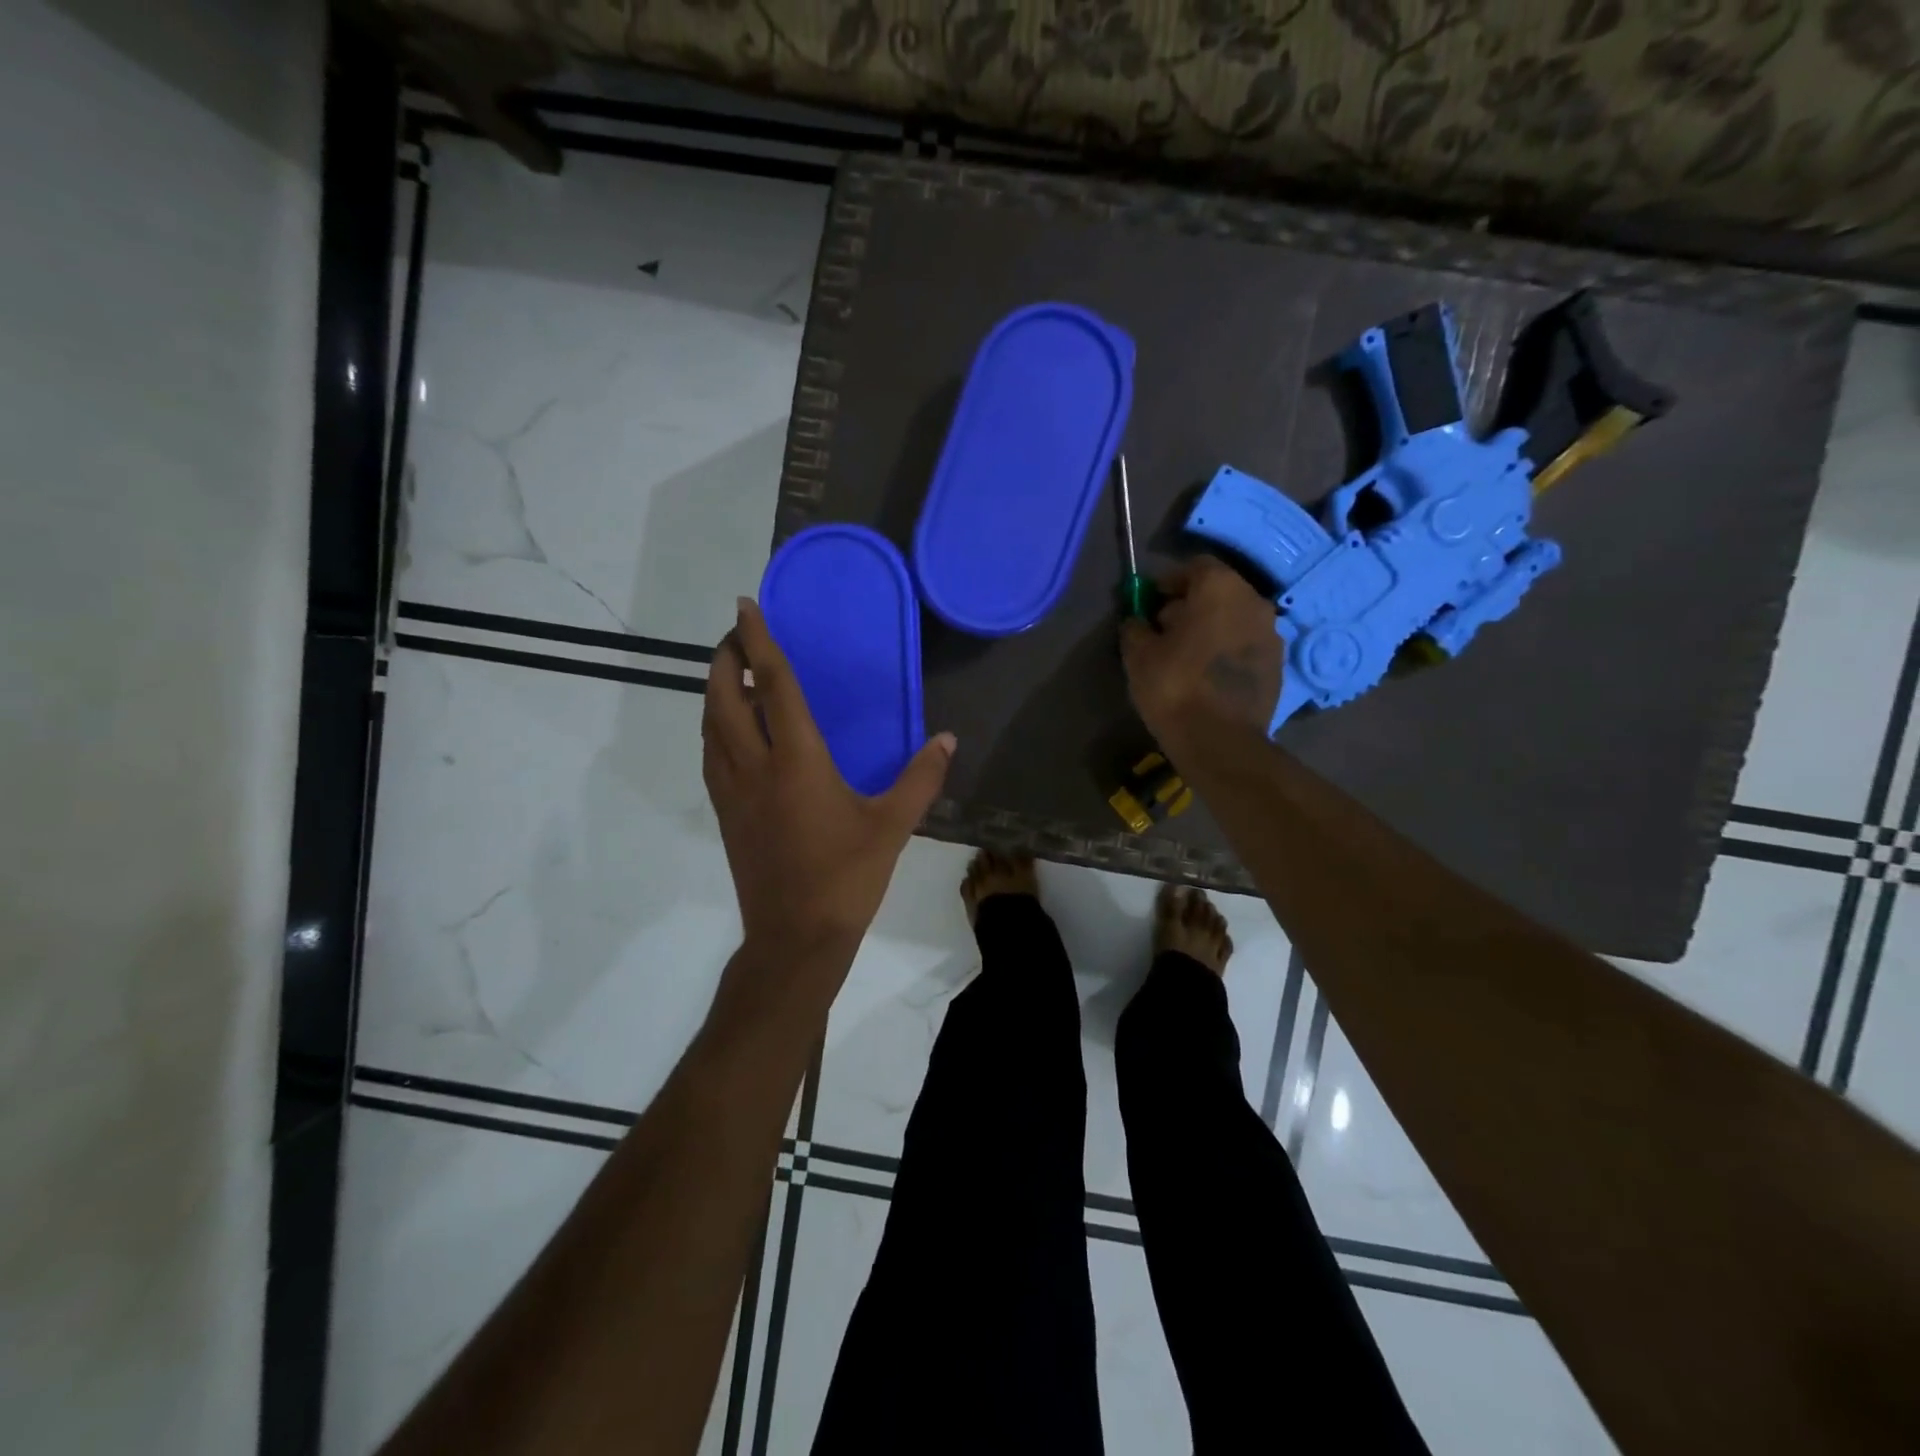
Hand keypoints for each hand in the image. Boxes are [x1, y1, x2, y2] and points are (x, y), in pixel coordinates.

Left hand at [703, 597, 955, 969]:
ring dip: (715, 692)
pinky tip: (732, 731)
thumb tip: (947, 739)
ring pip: (710, 727)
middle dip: (724, 660)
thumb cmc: (847, 877)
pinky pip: (711, 755)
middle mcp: (756, 767)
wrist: (795, 938)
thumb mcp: (892, 826)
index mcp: (797, 761)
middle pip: (724, 699)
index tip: (745, 606)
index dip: (758, 642)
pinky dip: (716, 728)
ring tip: (733, 675)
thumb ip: (921, 778)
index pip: (773, 686)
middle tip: (736, 637)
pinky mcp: (726, 814)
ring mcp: (733, 792)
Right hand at [1121, 557, 1282, 746]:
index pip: (1194, 566)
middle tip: (1165, 631)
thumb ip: (1135, 627)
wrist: (1220, 740)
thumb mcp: (1138, 654)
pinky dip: (1228, 650)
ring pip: (1235, 618)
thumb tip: (1138, 621)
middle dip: (1191, 605)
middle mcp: (1253, 601)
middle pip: (1218, 591)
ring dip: (1212, 628)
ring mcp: (1272, 633)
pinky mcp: (1277, 664)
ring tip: (1186, 655)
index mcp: (1220, 588)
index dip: (1169, 582)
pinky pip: (1246, 645)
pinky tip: (1208, 675)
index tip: (1151, 604)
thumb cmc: (1174, 686)